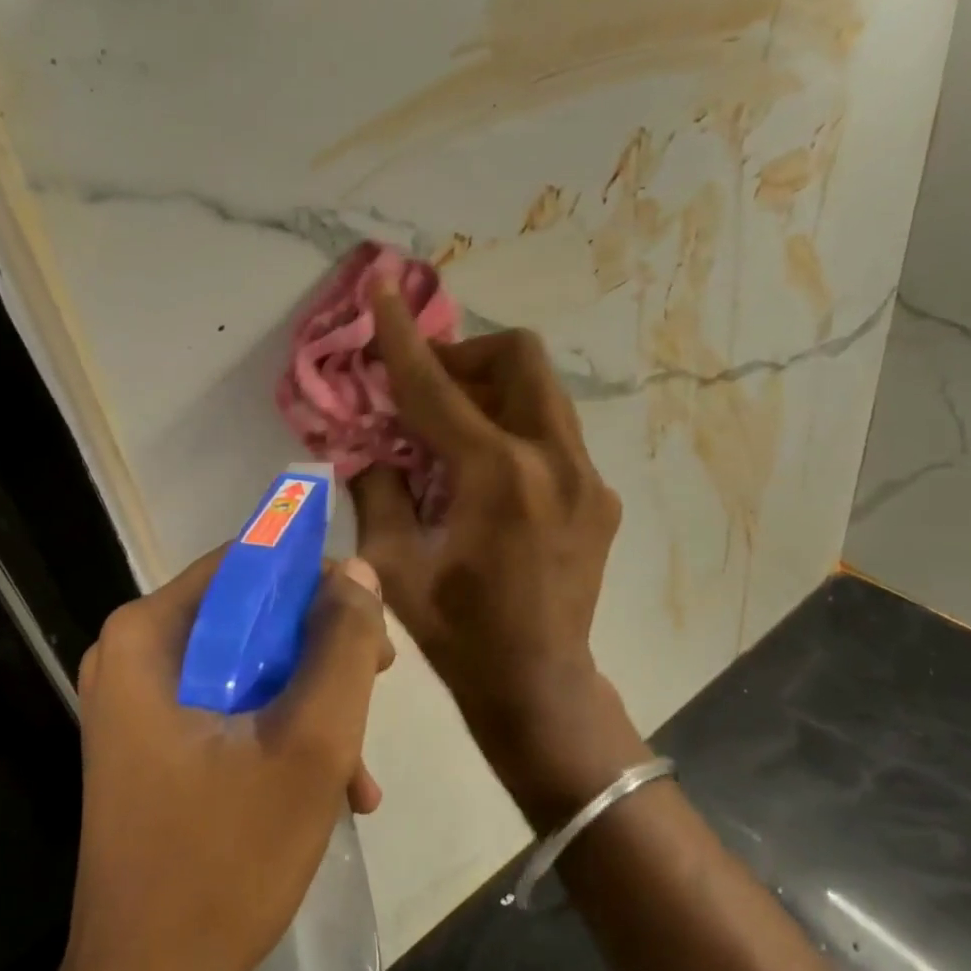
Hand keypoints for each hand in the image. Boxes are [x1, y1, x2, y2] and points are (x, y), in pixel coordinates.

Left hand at [63, 549, 393, 970]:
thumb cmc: (226, 859)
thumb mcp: (311, 742)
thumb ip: (342, 645)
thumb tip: (359, 572)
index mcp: (148, 635)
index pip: (248, 562)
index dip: (317, 581)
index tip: (369, 622)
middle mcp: (133, 655)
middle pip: (250, 615)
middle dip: (321, 651)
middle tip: (378, 684)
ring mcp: (139, 702)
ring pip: (248, 664)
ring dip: (311, 701)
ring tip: (359, 764)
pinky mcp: (152, 742)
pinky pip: (230, 707)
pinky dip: (282, 733)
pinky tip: (335, 788)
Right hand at [353, 283, 647, 831]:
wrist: (538, 684)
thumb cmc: (457, 632)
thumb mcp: (394, 562)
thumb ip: (377, 488)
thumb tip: (371, 445)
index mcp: (496, 476)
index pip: (437, 386)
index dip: (402, 334)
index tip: (384, 286)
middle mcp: (553, 460)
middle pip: (519, 358)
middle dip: (467, 357)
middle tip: (429, 392)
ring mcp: (586, 477)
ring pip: (543, 392)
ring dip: (493, 392)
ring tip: (456, 434)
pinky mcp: (599, 496)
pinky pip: (554, 435)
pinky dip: (515, 431)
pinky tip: (492, 479)